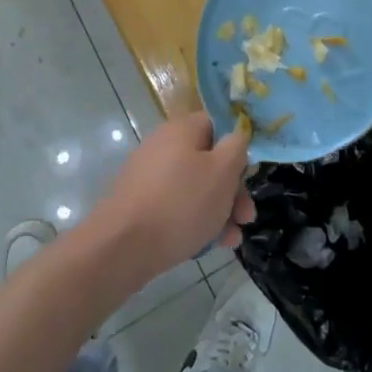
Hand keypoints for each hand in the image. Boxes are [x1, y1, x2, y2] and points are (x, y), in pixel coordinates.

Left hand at [84, 113, 253, 287]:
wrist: (122, 246)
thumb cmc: (180, 203)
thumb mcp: (222, 172)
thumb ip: (237, 147)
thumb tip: (236, 136)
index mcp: (181, 129)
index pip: (216, 124)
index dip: (237, 147)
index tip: (249, 173)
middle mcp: (163, 145)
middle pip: (208, 160)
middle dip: (232, 190)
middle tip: (246, 217)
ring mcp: (149, 176)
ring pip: (195, 188)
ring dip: (218, 211)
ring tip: (232, 239)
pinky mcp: (140, 204)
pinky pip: (176, 206)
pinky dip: (195, 221)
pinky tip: (210, 246)